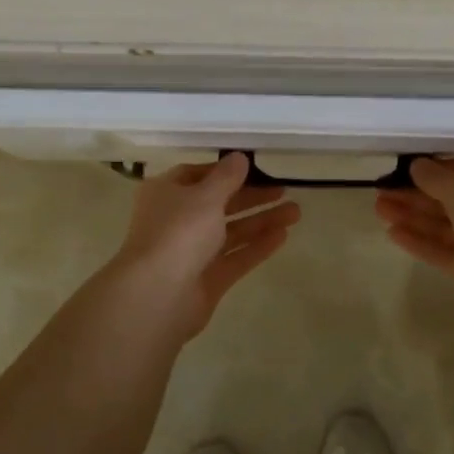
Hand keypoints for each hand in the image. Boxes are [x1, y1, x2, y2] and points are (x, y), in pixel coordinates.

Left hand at [109, 154, 301, 341]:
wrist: (158, 295)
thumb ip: (227, 177)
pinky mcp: (207, 279)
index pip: (197, 175)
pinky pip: (235, 257)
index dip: (226, 171)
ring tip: (296, 212)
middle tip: (284, 190)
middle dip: (252, 197)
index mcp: (166, 193)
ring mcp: (191, 252)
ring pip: (231, 231)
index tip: (256, 168)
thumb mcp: (205, 195)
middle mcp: (176, 220)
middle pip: (218, 203)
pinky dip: (257, 246)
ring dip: (261, 220)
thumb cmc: (178, 232)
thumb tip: (239, 157)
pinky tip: (283, 235)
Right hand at [375, 158, 453, 290]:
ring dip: (413, 216)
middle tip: (381, 191)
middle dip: (415, 195)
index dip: (431, 170)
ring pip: (445, 225)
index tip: (400, 170)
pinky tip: (393, 233)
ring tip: (379, 209)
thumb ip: (435, 177)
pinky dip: (422, 242)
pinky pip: (446, 251)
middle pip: (451, 199)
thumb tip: (416, 166)